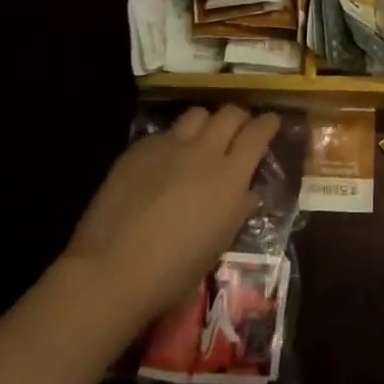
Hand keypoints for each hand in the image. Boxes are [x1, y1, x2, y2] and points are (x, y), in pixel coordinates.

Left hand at [60, 105, 279, 333]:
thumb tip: (248, 191)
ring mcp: (170, 145)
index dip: (268, 123)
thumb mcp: (219, 244)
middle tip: (239, 130)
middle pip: (230, 113)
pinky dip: (172, 142)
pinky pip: (165, 134)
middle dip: (239, 118)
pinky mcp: (140, 148)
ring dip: (206, 123)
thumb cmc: (174, 270)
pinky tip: (163, 163)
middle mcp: (204, 150)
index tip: (271, 122)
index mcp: (230, 175)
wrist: (112, 269)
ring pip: (198, 114)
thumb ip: (238, 209)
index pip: (258, 132)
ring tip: (202, 139)